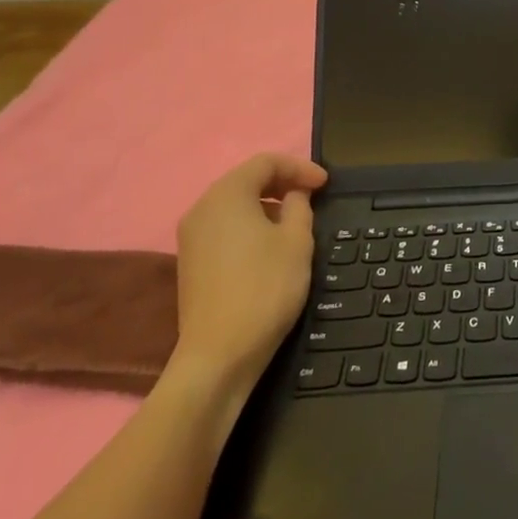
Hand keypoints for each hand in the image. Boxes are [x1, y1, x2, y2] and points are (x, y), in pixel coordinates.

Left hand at [171, 152, 327, 388]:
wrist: (219, 356)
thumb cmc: (264, 288)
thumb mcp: (297, 241)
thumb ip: (299, 206)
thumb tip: (294, 195)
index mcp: (226, 195)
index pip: (265, 162)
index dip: (299, 167)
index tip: (325, 184)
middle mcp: (202, 208)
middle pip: (246, 180)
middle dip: (282, 182)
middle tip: (313, 195)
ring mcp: (191, 237)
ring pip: (234, 204)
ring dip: (267, 204)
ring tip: (296, 220)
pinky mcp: (191, 263)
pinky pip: (225, 227)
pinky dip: (250, 224)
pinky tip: (270, 245)